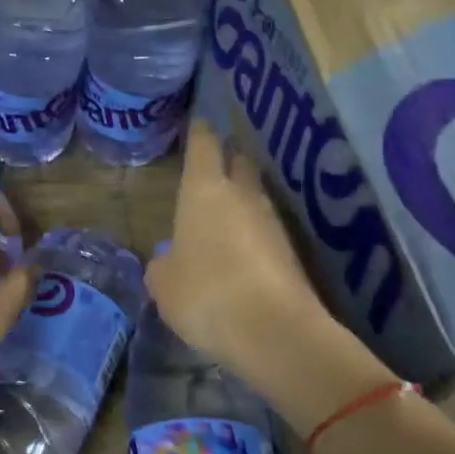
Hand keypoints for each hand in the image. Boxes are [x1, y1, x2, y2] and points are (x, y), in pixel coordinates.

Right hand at [147, 122, 348, 401]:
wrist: (276, 332)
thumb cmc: (205, 293)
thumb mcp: (164, 284)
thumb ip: (162, 265)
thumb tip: (169, 259)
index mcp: (204, 191)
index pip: (203, 146)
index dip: (199, 133)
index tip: (197, 122)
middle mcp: (242, 196)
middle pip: (238, 162)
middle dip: (226, 159)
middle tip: (211, 164)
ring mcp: (272, 222)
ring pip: (255, 196)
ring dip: (241, 199)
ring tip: (222, 212)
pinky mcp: (292, 252)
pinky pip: (266, 229)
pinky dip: (252, 232)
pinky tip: (239, 250)